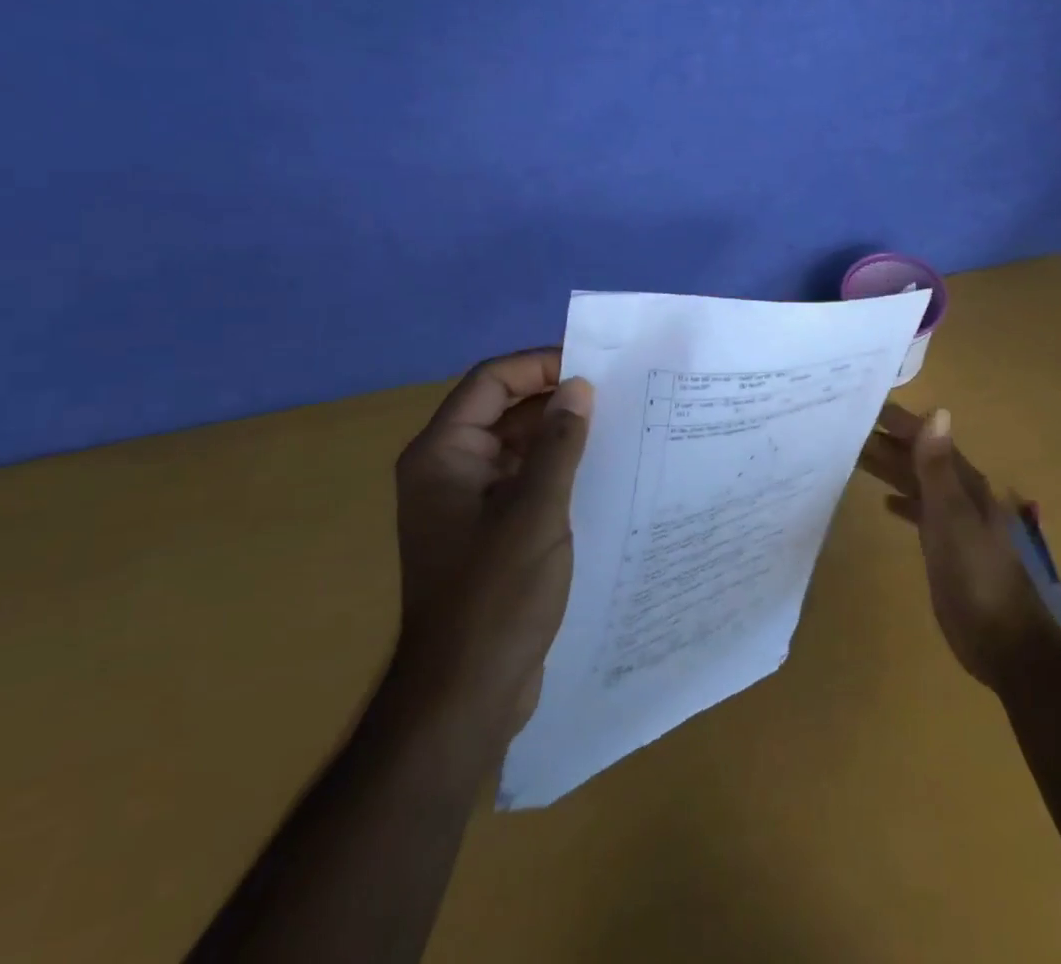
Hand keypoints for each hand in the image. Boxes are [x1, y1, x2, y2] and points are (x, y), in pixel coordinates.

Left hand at [390, 348, 592, 733]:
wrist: (465, 696)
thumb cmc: (495, 594)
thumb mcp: (535, 510)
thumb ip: (558, 443)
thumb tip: (578, 387)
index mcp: (443, 454)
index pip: (490, 382)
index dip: (538, 364)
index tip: (592, 366)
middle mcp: (448, 469)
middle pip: (502, 410)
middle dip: (554, 400)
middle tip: (615, 394)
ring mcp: (466, 503)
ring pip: (516, 447)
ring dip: (559, 436)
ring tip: (617, 427)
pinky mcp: (487, 532)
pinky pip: (522, 482)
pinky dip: (555, 471)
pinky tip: (599, 473)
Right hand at [859, 403, 1051, 690]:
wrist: (1003, 641)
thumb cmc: (977, 576)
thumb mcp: (953, 517)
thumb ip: (939, 468)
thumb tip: (937, 413)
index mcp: (965, 484)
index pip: (929, 440)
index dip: (901, 422)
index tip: (867, 407)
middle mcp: (960, 496)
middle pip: (921, 459)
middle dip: (889, 443)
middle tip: (849, 429)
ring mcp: (954, 523)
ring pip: (918, 484)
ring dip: (892, 469)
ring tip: (856, 456)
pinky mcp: (946, 549)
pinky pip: (920, 513)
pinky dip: (903, 502)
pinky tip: (885, 504)